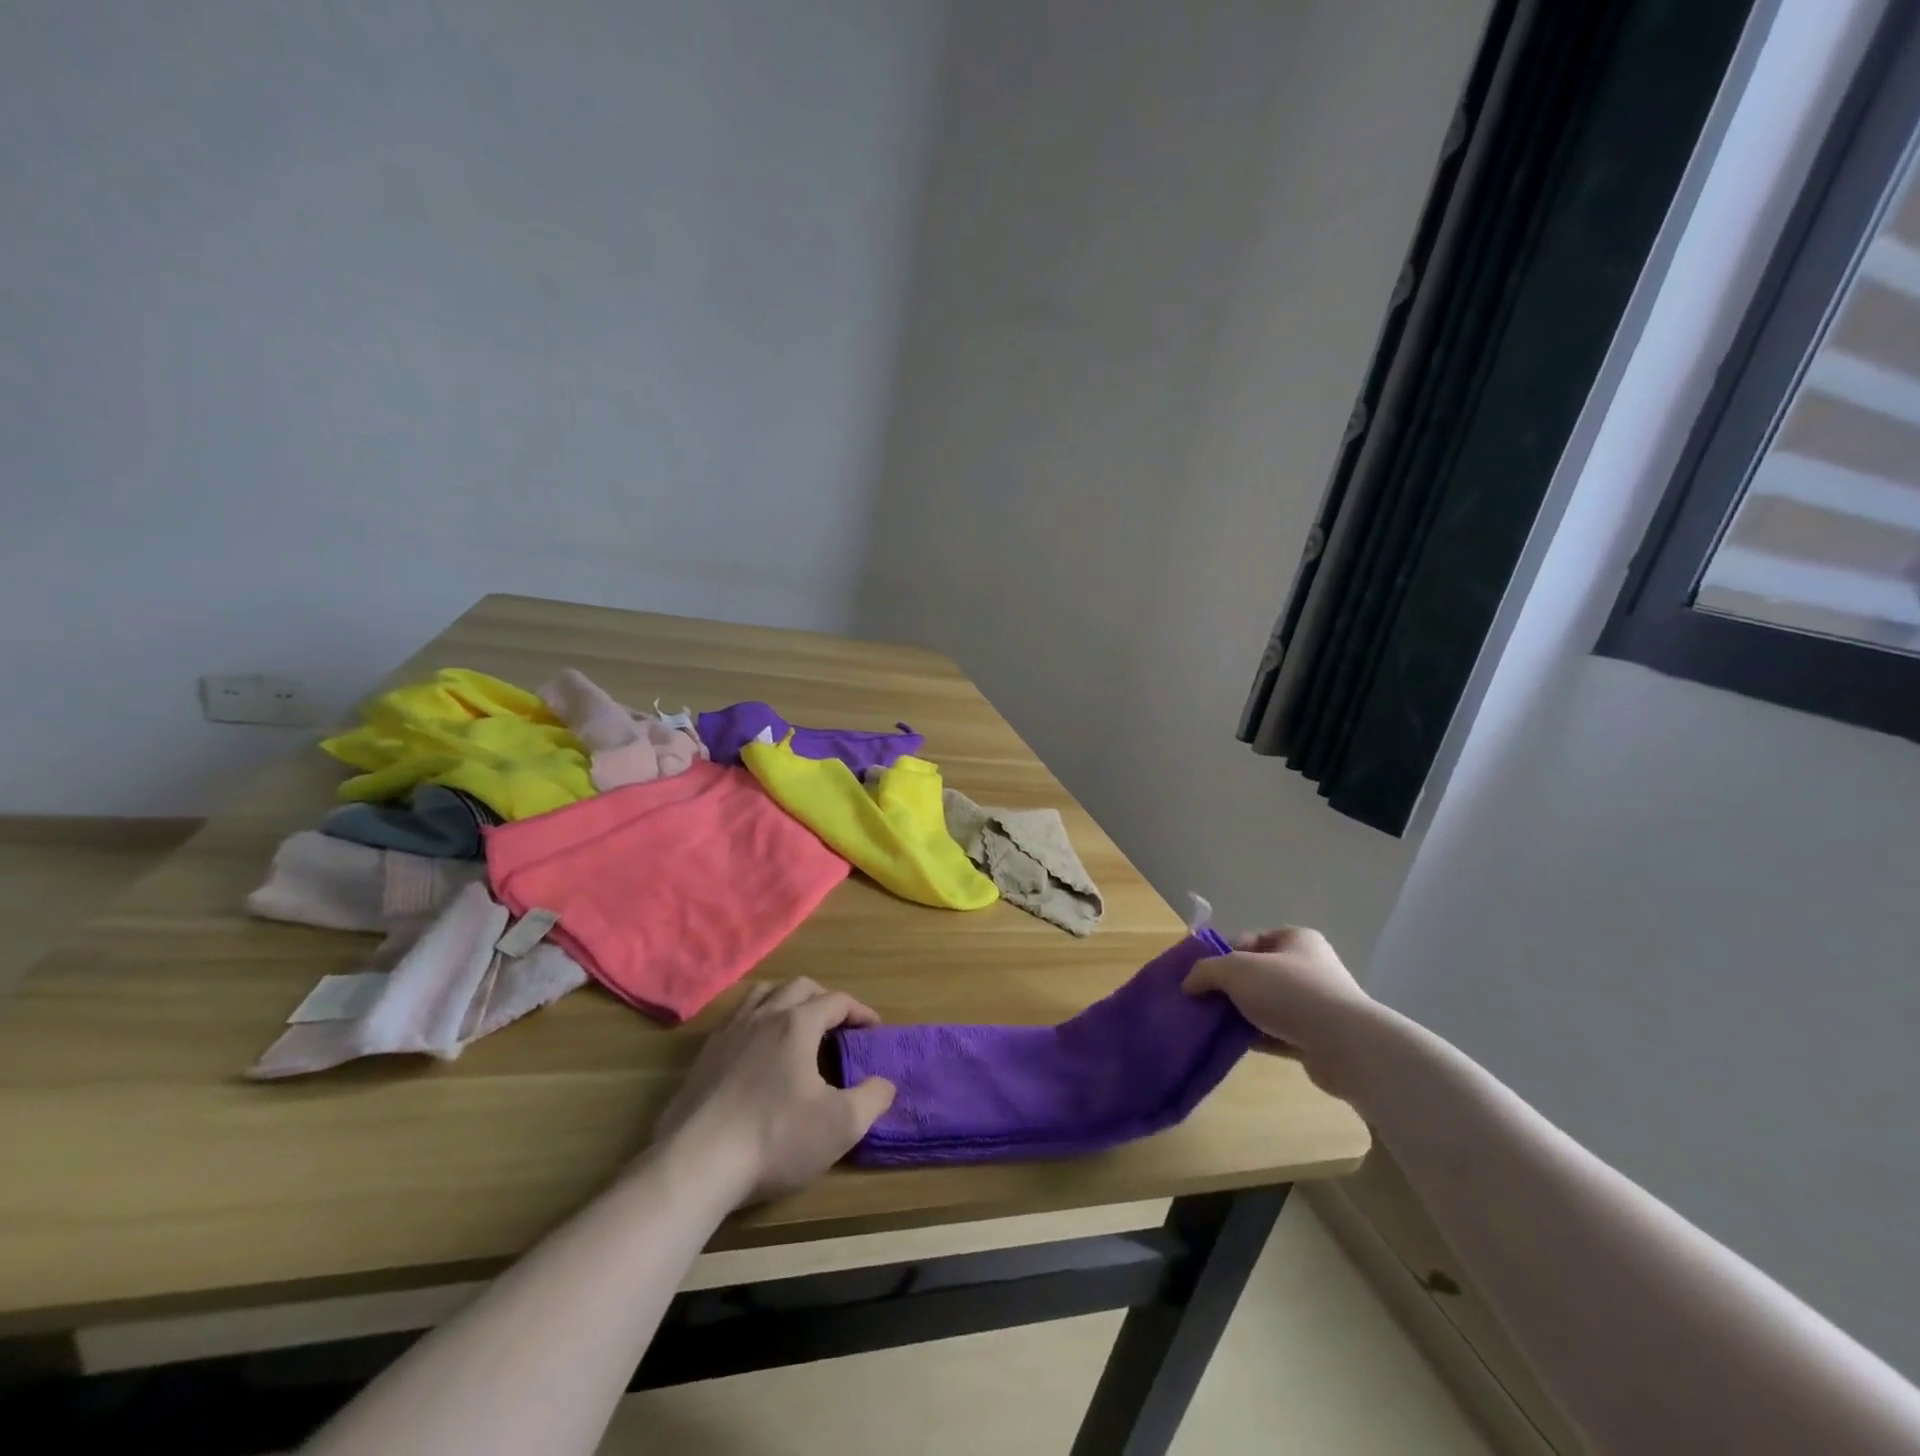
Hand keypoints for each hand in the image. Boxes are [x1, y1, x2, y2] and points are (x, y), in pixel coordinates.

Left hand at [651, 978, 896, 1206]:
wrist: (696, 1164)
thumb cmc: (774, 1138)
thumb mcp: (840, 1125)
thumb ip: (872, 1099)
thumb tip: (885, 1083)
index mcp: (797, 1024)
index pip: (837, 1001)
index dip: (861, 1012)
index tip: (874, 1030)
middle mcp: (763, 1016)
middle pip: (799, 987)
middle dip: (825, 999)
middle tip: (839, 1026)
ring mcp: (728, 1033)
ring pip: (763, 995)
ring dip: (787, 1002)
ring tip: (798, 1027)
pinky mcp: (704, 1056)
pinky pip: (736, 1019)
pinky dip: (757, 1022)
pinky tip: (758, 1052)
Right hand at [1183, 927, 1375, 1098]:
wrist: (1345, 1045)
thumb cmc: (1289, 992)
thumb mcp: (1236, 970)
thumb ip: (1206, 971)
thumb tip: (1189, 985)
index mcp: (1296, 939)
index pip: (1251, 940)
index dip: (1224, 954)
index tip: (1205, 975)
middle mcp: (1310, 967)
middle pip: (1257, 973)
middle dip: (1230, 987)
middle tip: (1205, 1001)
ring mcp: (1316, 1004)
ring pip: (1266, 1004)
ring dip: (1242, 1013)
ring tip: (1215, 1025)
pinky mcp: (1317, 1037)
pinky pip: (1277, 1032)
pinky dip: (1256, 1036)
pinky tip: (1236, 1044)